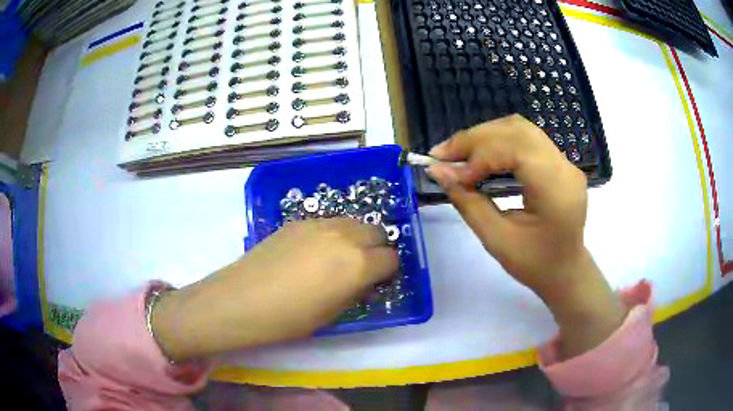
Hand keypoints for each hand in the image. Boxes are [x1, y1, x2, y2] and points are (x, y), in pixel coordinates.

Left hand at [151, 218, 397, 360]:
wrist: (241, 300)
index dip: (388, 272)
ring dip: (355, 238)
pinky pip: (327, 223)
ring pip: (352, 223)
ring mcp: (319, 224)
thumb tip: (364, 279)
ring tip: (338, 258)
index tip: (378, 281)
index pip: (391, 258)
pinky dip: (332, 234)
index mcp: (359, 263)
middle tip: (362, 268)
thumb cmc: (289, 318)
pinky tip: (312, 253)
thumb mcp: (333, 313)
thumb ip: (356, 290)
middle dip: (376, 249)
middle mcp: (344, 235)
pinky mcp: (297, 221)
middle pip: (376, 231)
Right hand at [428, 115, 626, 357]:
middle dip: (475, 139)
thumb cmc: (534, 265)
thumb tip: (437, 171)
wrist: (565, 271)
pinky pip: (525, 138)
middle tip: (442, 155)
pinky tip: (480, 155)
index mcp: (556, 190)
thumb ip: (468, 203)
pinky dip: (497, 141)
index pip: (516, 149)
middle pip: (516, 130)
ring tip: (457, 153)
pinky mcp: (559, 162)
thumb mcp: (497, 240)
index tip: (447, 172)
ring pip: (519, 128)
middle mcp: (564, 167)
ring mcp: (564, 162)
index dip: (478, 155)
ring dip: (484, 136)